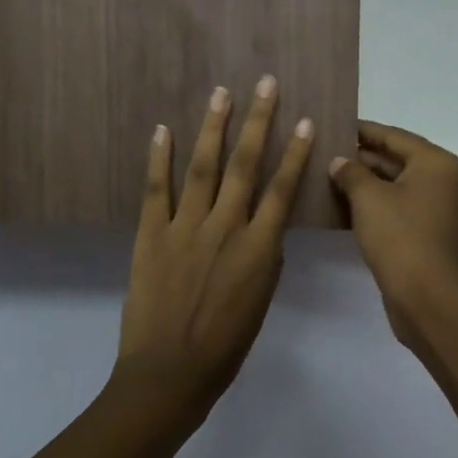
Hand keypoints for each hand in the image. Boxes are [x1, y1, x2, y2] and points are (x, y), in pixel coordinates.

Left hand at [116, 77, 315, 412]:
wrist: (169, 373)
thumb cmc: (224, 347)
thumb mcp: (260, 302)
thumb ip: (264, 259)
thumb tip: (264, 228)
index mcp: (259, 249)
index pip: (282, 189)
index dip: (295, 152)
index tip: (306, 120)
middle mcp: (225, 228)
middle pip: (245, 165)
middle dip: (258, 121)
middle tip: (265, 83)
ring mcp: (185, 228)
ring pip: (204, 167)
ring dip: (214, 127)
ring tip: (222, 93)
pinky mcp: (150, 234)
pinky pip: (156, 189)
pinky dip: (159, 158)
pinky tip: (163, 129)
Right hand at [330, 121, 457, 344]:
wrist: (426, 297)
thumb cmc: (399, 236)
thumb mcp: (368, 198)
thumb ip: (351, 172)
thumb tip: (339, 162)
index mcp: (435, 163)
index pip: (392, 136)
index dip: (360, 130)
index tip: (331, 124)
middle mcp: (440, 180)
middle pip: (394, 159)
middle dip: (359, 157)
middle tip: (321, 151)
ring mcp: (434, 208)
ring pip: (392, 186)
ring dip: (361, 183)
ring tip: (323, 175)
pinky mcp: (424, 232)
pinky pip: (394, 208)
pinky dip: (370, 205)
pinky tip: (338, 206)